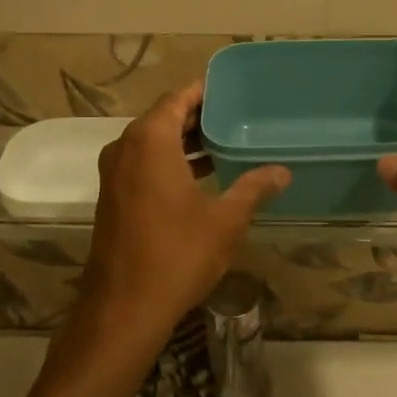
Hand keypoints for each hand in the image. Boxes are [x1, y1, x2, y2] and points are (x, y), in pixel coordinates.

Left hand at [80, 82, 288, 348]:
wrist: (124, 307)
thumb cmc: (177, 254)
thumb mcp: (225, 220)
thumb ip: (253, 188)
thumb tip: (282, 171)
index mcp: (150, 141)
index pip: (177, 99)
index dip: (203, 92)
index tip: (230, 90)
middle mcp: (125, 148)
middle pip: (163, 118)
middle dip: (197, 117)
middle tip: (235, 116)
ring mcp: (115, 174)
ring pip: (152, 143)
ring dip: (184, 142)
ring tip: (225, 144)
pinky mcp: (113, 197)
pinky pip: (143, 164)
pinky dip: (169, 162)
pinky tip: (201, 177)